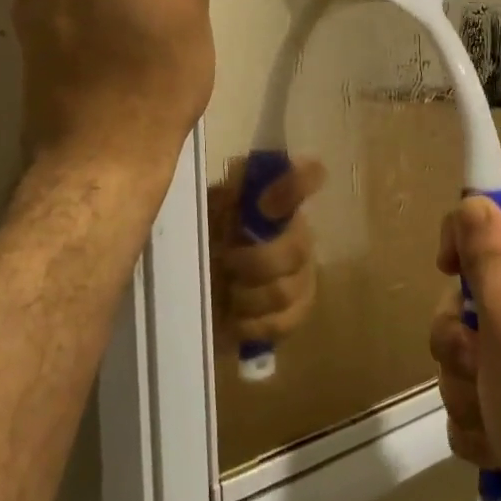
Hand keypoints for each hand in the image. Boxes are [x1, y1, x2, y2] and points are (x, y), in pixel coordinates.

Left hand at [208, 157, 327, 344]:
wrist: (192, 290)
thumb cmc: (201, 238)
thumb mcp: (205, 208)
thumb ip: (228, 193)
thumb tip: (241, 177)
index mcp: (276, 199)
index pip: (307, 177)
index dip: (298, 185)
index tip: (265, 205)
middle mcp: (298, 232)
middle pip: (297, 249)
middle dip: (256, 262)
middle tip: (227, 262)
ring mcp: (302, 274)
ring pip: (286, 291)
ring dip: (248, 296)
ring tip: (227, 292)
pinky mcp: (295, 313)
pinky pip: (284, 322)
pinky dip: (253, 324)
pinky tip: (235, 317)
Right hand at [430, 197, 500, 500]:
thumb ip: (491, 258)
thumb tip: (473, 199)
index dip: (467, 231)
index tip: (448, 269)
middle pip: (471, 285)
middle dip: (457, 330)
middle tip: (476, 359)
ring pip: (461, 342)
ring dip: (461, 380)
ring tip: (489, 411)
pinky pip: (468, 385)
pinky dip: (472, 413)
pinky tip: (494, 438)